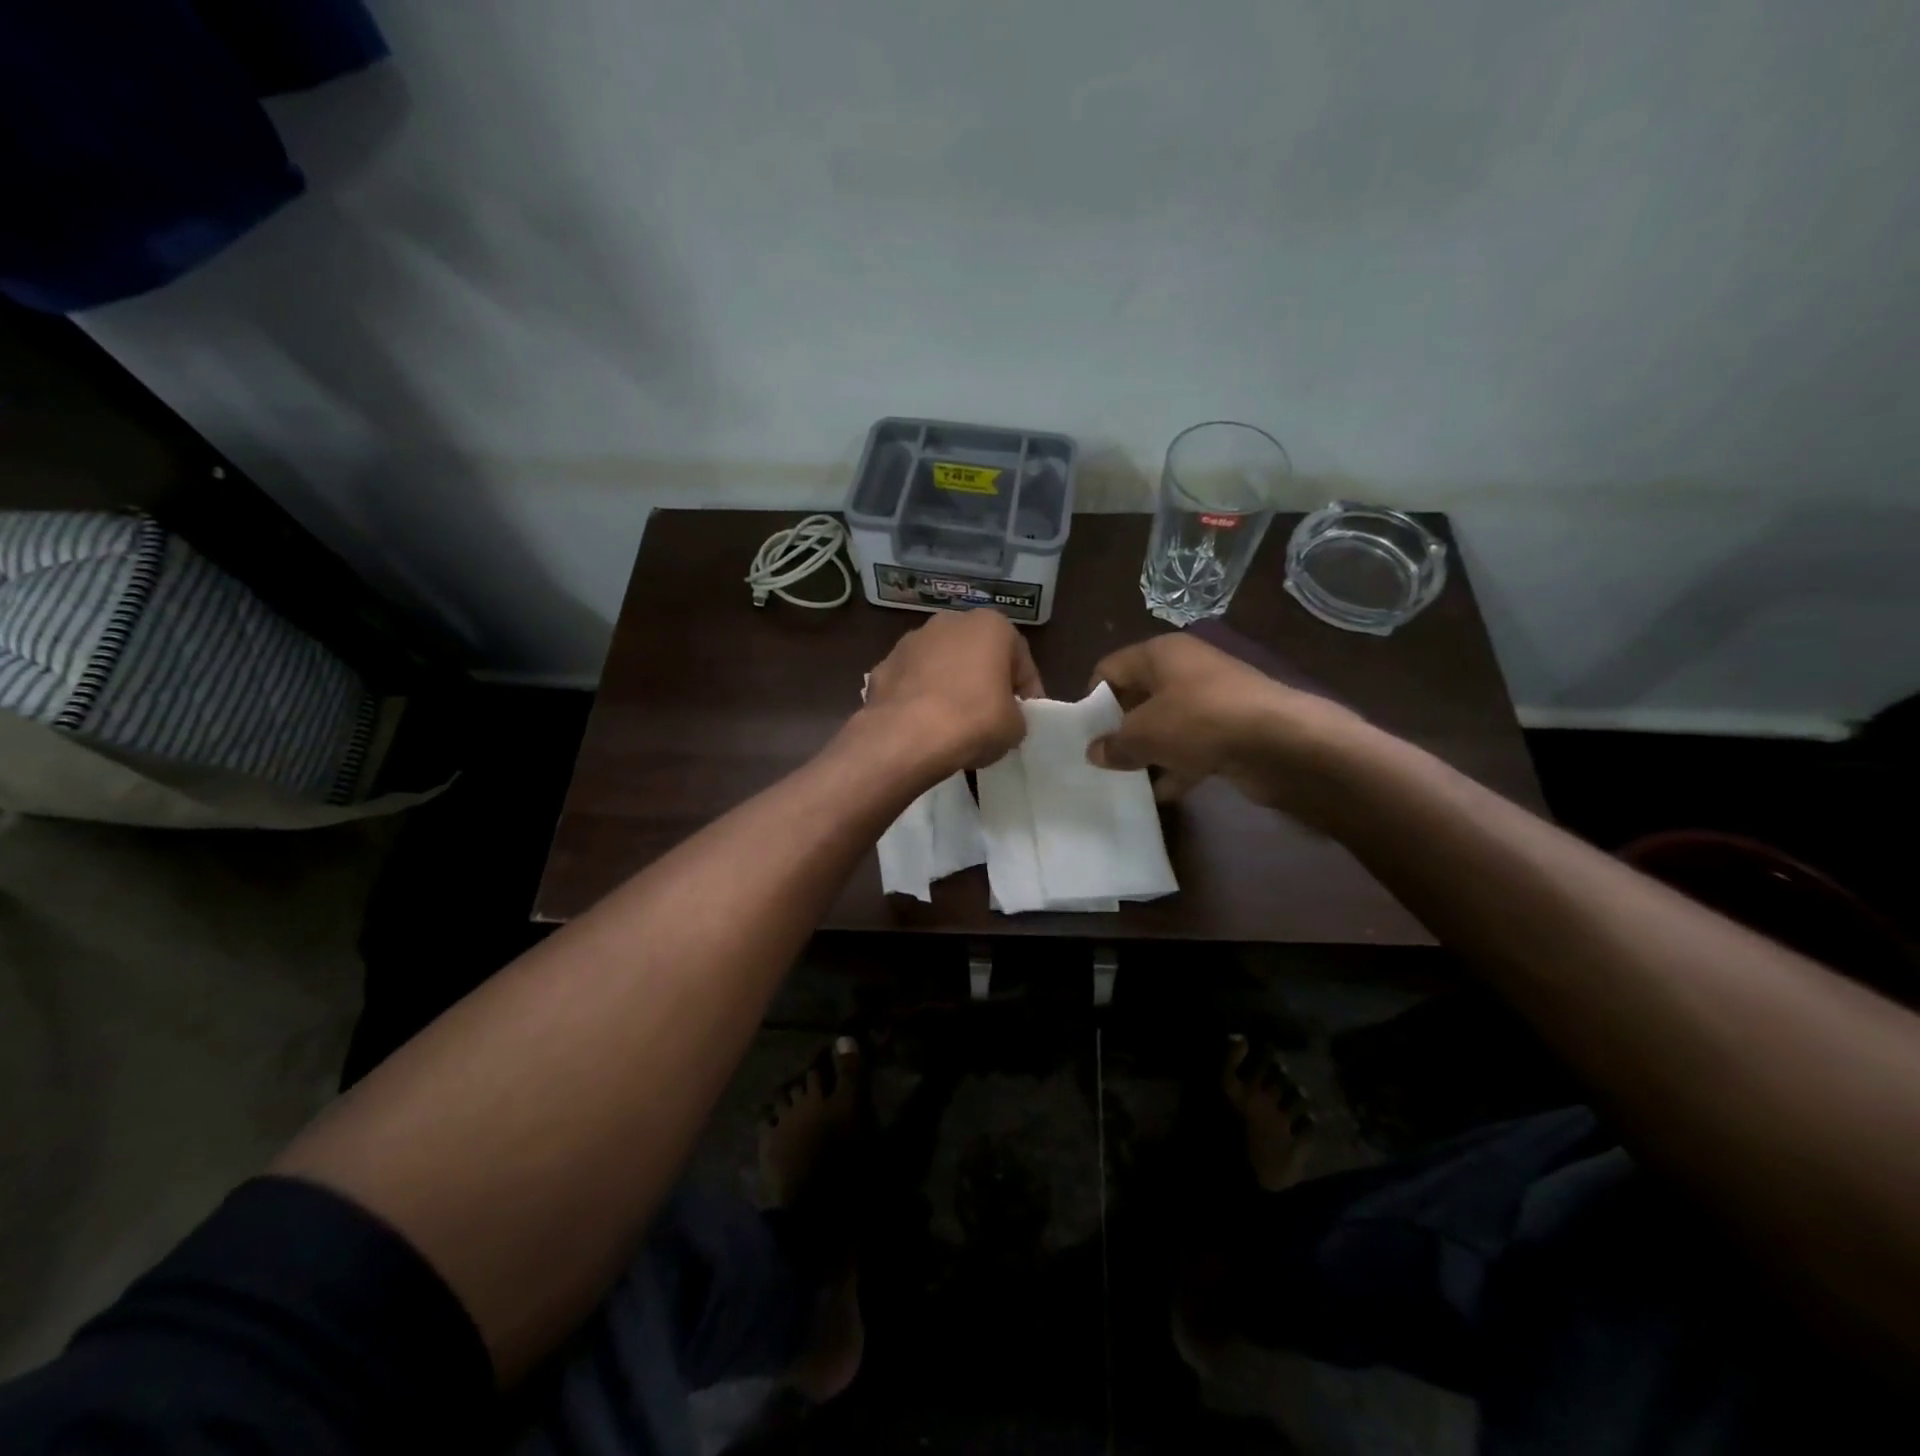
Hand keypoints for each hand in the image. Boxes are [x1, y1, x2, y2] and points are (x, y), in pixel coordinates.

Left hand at [863, 609, 1045, 775]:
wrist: (906, 737)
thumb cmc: (974, 721)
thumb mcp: (1015, 727)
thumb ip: (1015, 714)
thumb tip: (1003, 718)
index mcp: (991, 625)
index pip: (1020, 659)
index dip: (1026, 691)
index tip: (1025, 717)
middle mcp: (949, 622)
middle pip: (978, 655)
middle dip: (985, 682)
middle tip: (991, 717)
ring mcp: (910, 641)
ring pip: (941, 666)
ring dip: (950, 687)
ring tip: (954, 725)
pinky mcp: (883, 666)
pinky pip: (912, 684)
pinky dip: (919, 699)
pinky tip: (923, 727)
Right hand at [1086, 633, 1364, 814]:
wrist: (1280, 742)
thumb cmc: (1199, 721)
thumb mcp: (1144, 734)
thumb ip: (1114, 743)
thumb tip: (1094, 752)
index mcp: (1160, 654)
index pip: (1110, 668)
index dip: (1093, 698)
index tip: (1084, 732)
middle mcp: (1186, 668)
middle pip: (1139, 696)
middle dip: (1120, 728)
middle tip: (1103, 758)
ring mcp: (1213, 698)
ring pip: (1167, 723)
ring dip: (1149, 751)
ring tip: (1127, 779)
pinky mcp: (1233, 727)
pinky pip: (1194, 745)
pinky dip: (1178, 765)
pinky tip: (1164, 793)